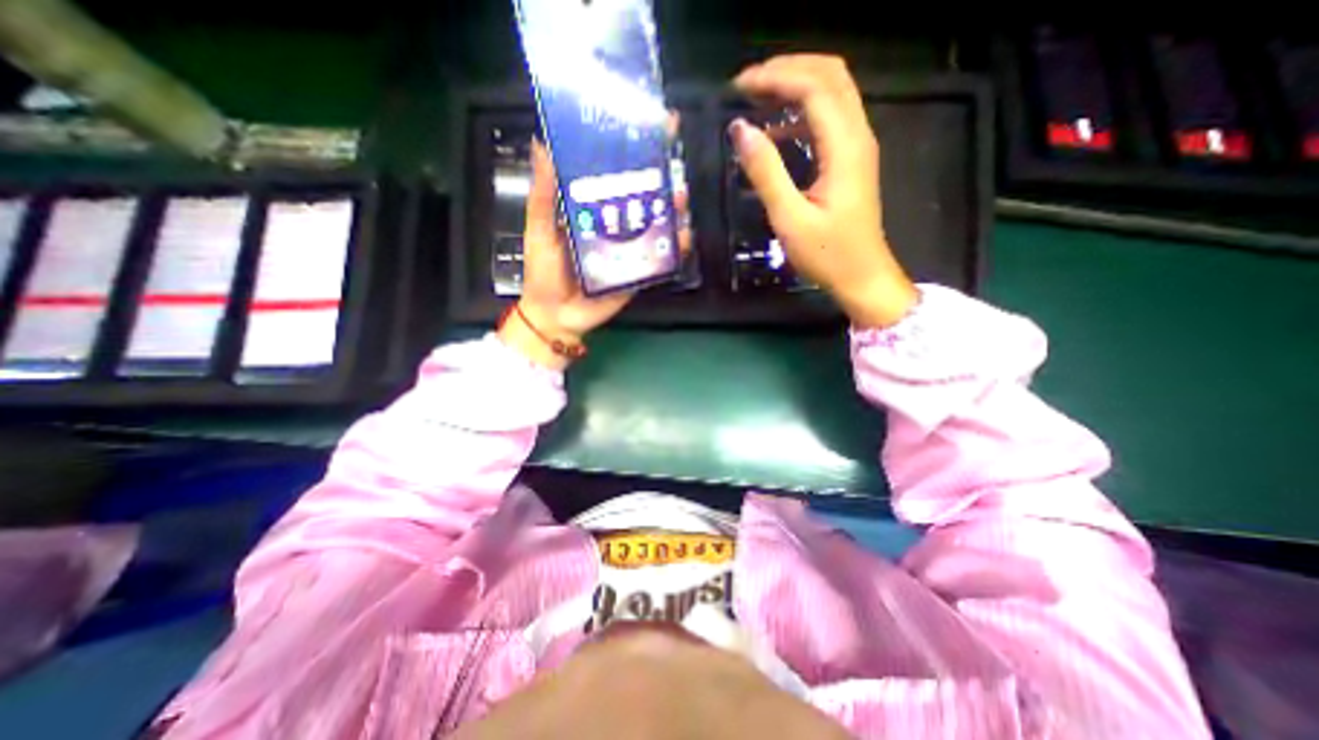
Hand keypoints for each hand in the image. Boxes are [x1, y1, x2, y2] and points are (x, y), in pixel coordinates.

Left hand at [499, 136, 693, 369]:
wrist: (557, 317)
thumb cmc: (543, 272)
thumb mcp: (539, 230)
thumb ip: (542, 196)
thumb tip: (541, 144)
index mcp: (589, 209)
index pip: (612, 174)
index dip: (629, 151)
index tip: (648, 124)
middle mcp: (613, 225)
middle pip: (641, 196)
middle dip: (660, 179)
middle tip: (673, 164)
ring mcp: (628, 249)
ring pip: (655, 224)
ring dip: (672, 210)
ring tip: (681, 198)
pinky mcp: (638, 272)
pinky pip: (660, 258)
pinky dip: (675, 248)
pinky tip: (684, 237)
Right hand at [731, 56, 919, 325]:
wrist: (862, 277)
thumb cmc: (827, 255)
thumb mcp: (790, 219)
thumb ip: (766, 173)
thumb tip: (740, 131)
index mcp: (845, 147)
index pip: (814, 87)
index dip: (776, 77)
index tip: (739, 87)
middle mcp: (858, 135)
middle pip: (830, 76)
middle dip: (788, 69)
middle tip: (747, 85)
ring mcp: (858, 147)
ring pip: (832, 93)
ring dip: (796, 86)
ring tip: (757, 99)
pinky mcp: (852, 160)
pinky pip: (829, 120)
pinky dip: (801, 113)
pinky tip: (776, 131)